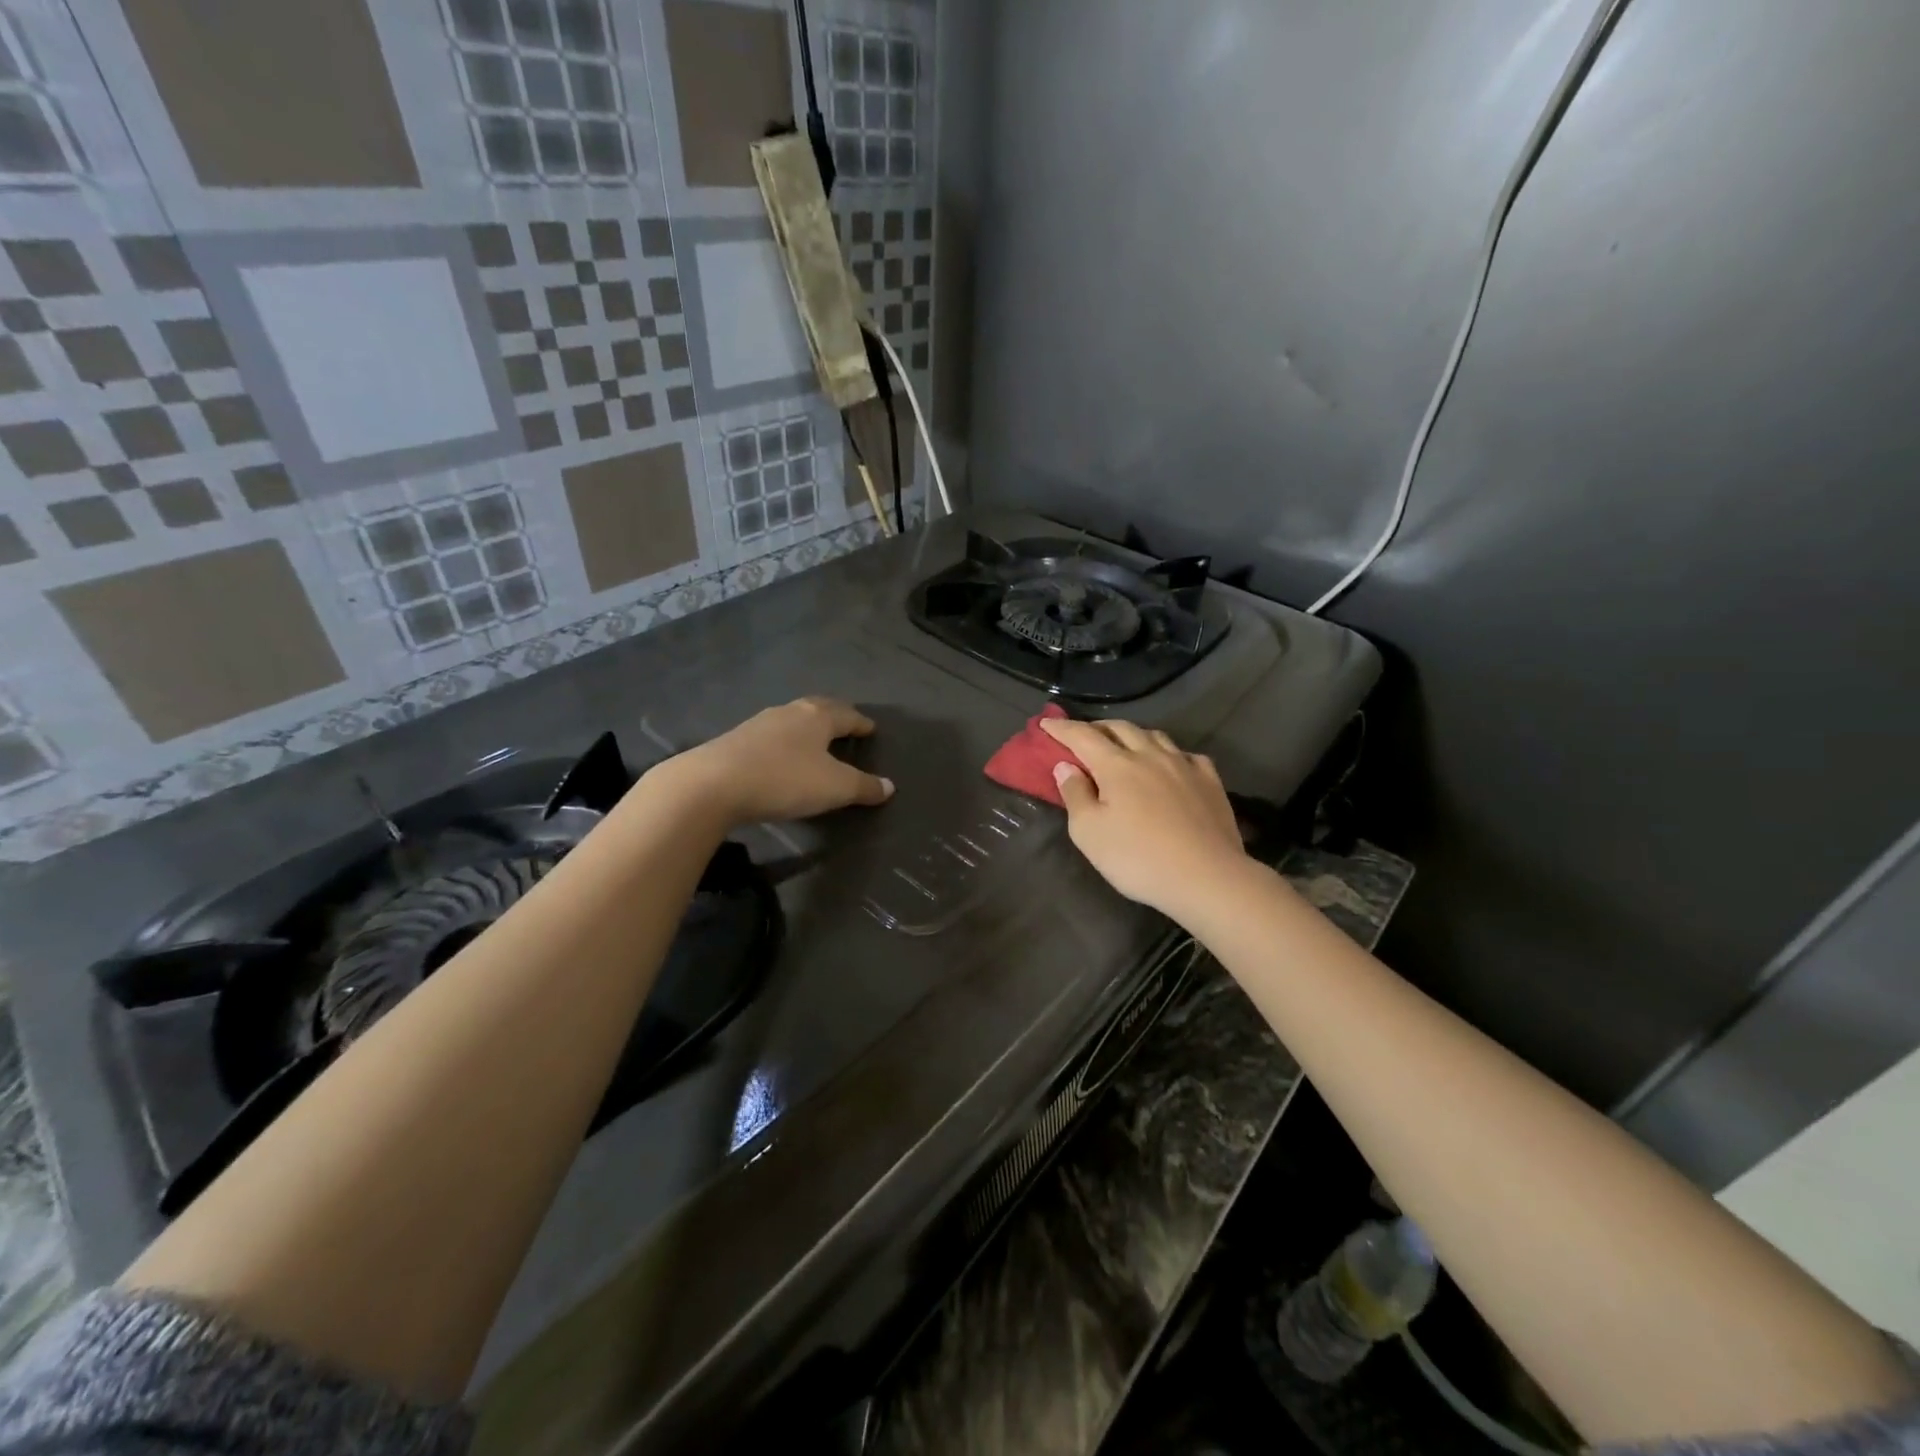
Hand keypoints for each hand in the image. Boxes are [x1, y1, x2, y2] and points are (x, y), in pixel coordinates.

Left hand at [663, 696, 894, 827]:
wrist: (713, 784)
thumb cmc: (784, 779)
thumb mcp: (834, 788)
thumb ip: (863, 787)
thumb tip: (889, 786)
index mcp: (817, 717)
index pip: (847, 715)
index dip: (861, 723)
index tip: (871, 728)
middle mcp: (790, 712)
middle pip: (818, 709)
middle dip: (834, 716)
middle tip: (846, 725)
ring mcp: (759, 724)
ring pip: (792, 720)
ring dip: (806, 728)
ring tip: (815, 740)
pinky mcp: (736, 741)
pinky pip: (771, 736)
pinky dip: (784, 742)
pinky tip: (781, 755)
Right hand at [1040, 717, 1246, 921]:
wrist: (1207, 877)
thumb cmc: (1138, 858)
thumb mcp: (1089, 833)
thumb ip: (1075, 795)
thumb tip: (1066, 766)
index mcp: (1116, 765)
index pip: (1082, 736)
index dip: (1062, 728)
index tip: (1045, 724)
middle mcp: (1150, 755)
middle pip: (1120, 728)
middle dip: (1097, 727)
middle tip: (1084, 735)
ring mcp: (1184, 766)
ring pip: (1155, 736)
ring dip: (1133, 735)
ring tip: (1124, 745)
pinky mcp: (1210, 781)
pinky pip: (1186, 755)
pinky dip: (1170, 754)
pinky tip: (1170, 765)